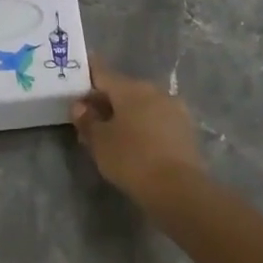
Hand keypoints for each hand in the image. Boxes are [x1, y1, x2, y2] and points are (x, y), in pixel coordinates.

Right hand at [71, 56, 205, 202]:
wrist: (178, 188)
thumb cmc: (131, 159)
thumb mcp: (99, 142)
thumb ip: (87, 120)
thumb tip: (79, 106)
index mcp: (130, 88)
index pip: (103, 74)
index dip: (88, 74)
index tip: (77, 74)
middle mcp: (154, 91)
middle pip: (123, 89)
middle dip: (105, 100)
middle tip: (88, 115)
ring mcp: (174, 108)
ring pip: (142, 105)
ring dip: (125, 113)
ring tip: (110, 132)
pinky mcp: (186, 129)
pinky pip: (156, 119)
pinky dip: (143, 125)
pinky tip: (134, 142)